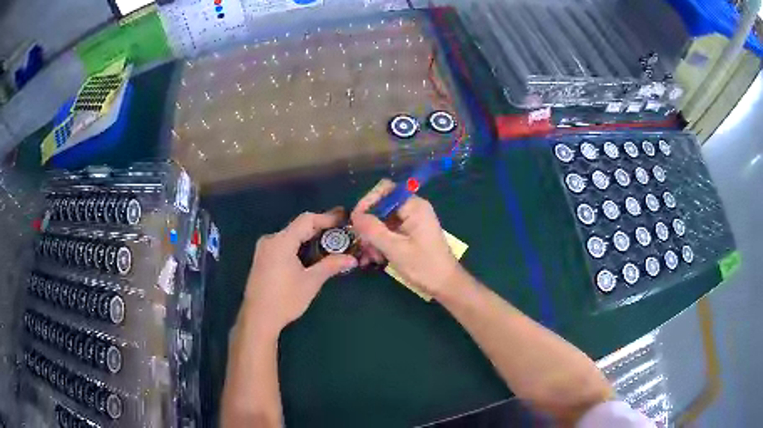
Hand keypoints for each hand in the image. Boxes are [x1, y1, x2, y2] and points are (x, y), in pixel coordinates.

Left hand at [242, 208, 357, 334]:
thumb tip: (352, 259)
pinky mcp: (262, 259)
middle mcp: (270, 240)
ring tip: (329, 243)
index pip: (307, 220)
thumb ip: (330, 265)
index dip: (327, 217)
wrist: (258, 318)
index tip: (344, 219)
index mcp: (281, 241)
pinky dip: (298, 246)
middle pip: (298, 227)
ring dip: (309, 238)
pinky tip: (310, 255)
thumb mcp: (311, 282)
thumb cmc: (285, 299)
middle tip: (340, 232)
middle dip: (320, 228)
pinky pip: (283, 245)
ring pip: (290, 236)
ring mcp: (264, 249)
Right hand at [351, 179, 460, 297]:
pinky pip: (389, 232)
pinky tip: (375, 259)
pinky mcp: (410, 234)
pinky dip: (380, 243)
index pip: (385, 190)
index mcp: (414, 206)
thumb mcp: (394, 248)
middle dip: (369, 225)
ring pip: (383, 221)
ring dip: (373, 238)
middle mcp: (413, 209)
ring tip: (370, 257)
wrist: (445, 285)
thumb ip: (373, 230)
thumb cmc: (424, 266)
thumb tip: (354, 215)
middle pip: (382, 206)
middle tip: (362, 245)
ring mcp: (412, 221)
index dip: (367, 202)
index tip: (356, 221)